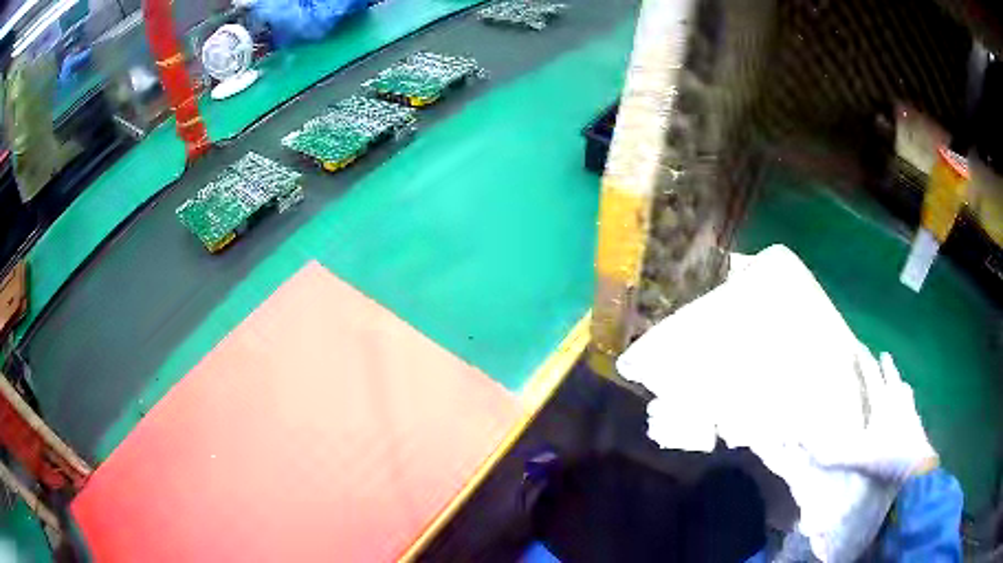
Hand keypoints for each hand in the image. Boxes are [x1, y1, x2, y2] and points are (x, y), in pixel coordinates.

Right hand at [810, 343, 937, 482]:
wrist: (916, 468)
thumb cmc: (886, 458)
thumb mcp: (854, 458)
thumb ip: (829, 453)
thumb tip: (799, 440)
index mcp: (882, 402)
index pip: (871, 374)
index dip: (864, 360)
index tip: (858, 345)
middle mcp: (897, 400)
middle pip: (891, 377)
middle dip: (886, 365)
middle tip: (883, 355)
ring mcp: (910, 411)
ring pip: (905, 390)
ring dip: (900, 383)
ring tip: (899, 382)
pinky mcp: (917, 425)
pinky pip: (912, 408)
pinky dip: (908, 404)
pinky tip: (909, 411)